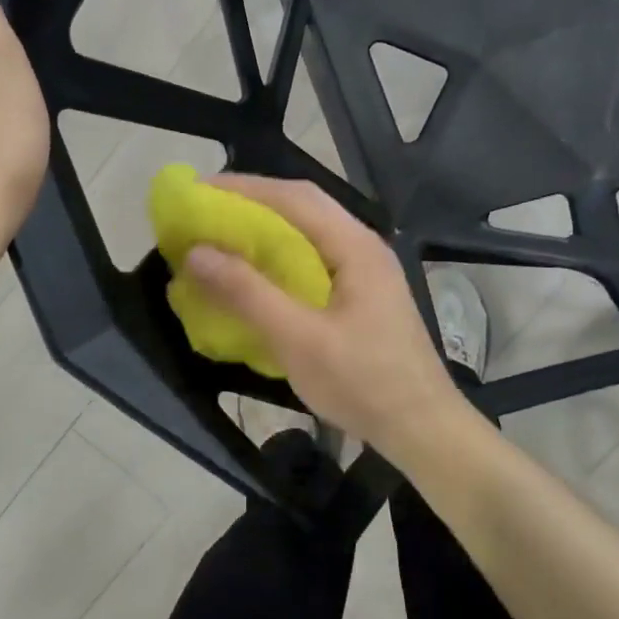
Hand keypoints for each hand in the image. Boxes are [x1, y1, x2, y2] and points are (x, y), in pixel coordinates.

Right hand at [185, 175, 474, 458]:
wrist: (422, 429)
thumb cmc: (364, 383)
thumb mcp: (299, 340)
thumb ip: (248, 293)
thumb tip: (196, 253)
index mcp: (354, 246)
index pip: (293, 197)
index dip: (243, 189)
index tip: (197, 192)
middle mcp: (362, 246)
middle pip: (301, 207)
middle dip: (251, 202)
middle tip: (203, 210)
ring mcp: (364, 271)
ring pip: (307, 232)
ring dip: (264, 227)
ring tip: (221, 234)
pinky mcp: (359, 295)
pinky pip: (311, 258)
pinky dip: (277, 255)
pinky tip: (255, 272)